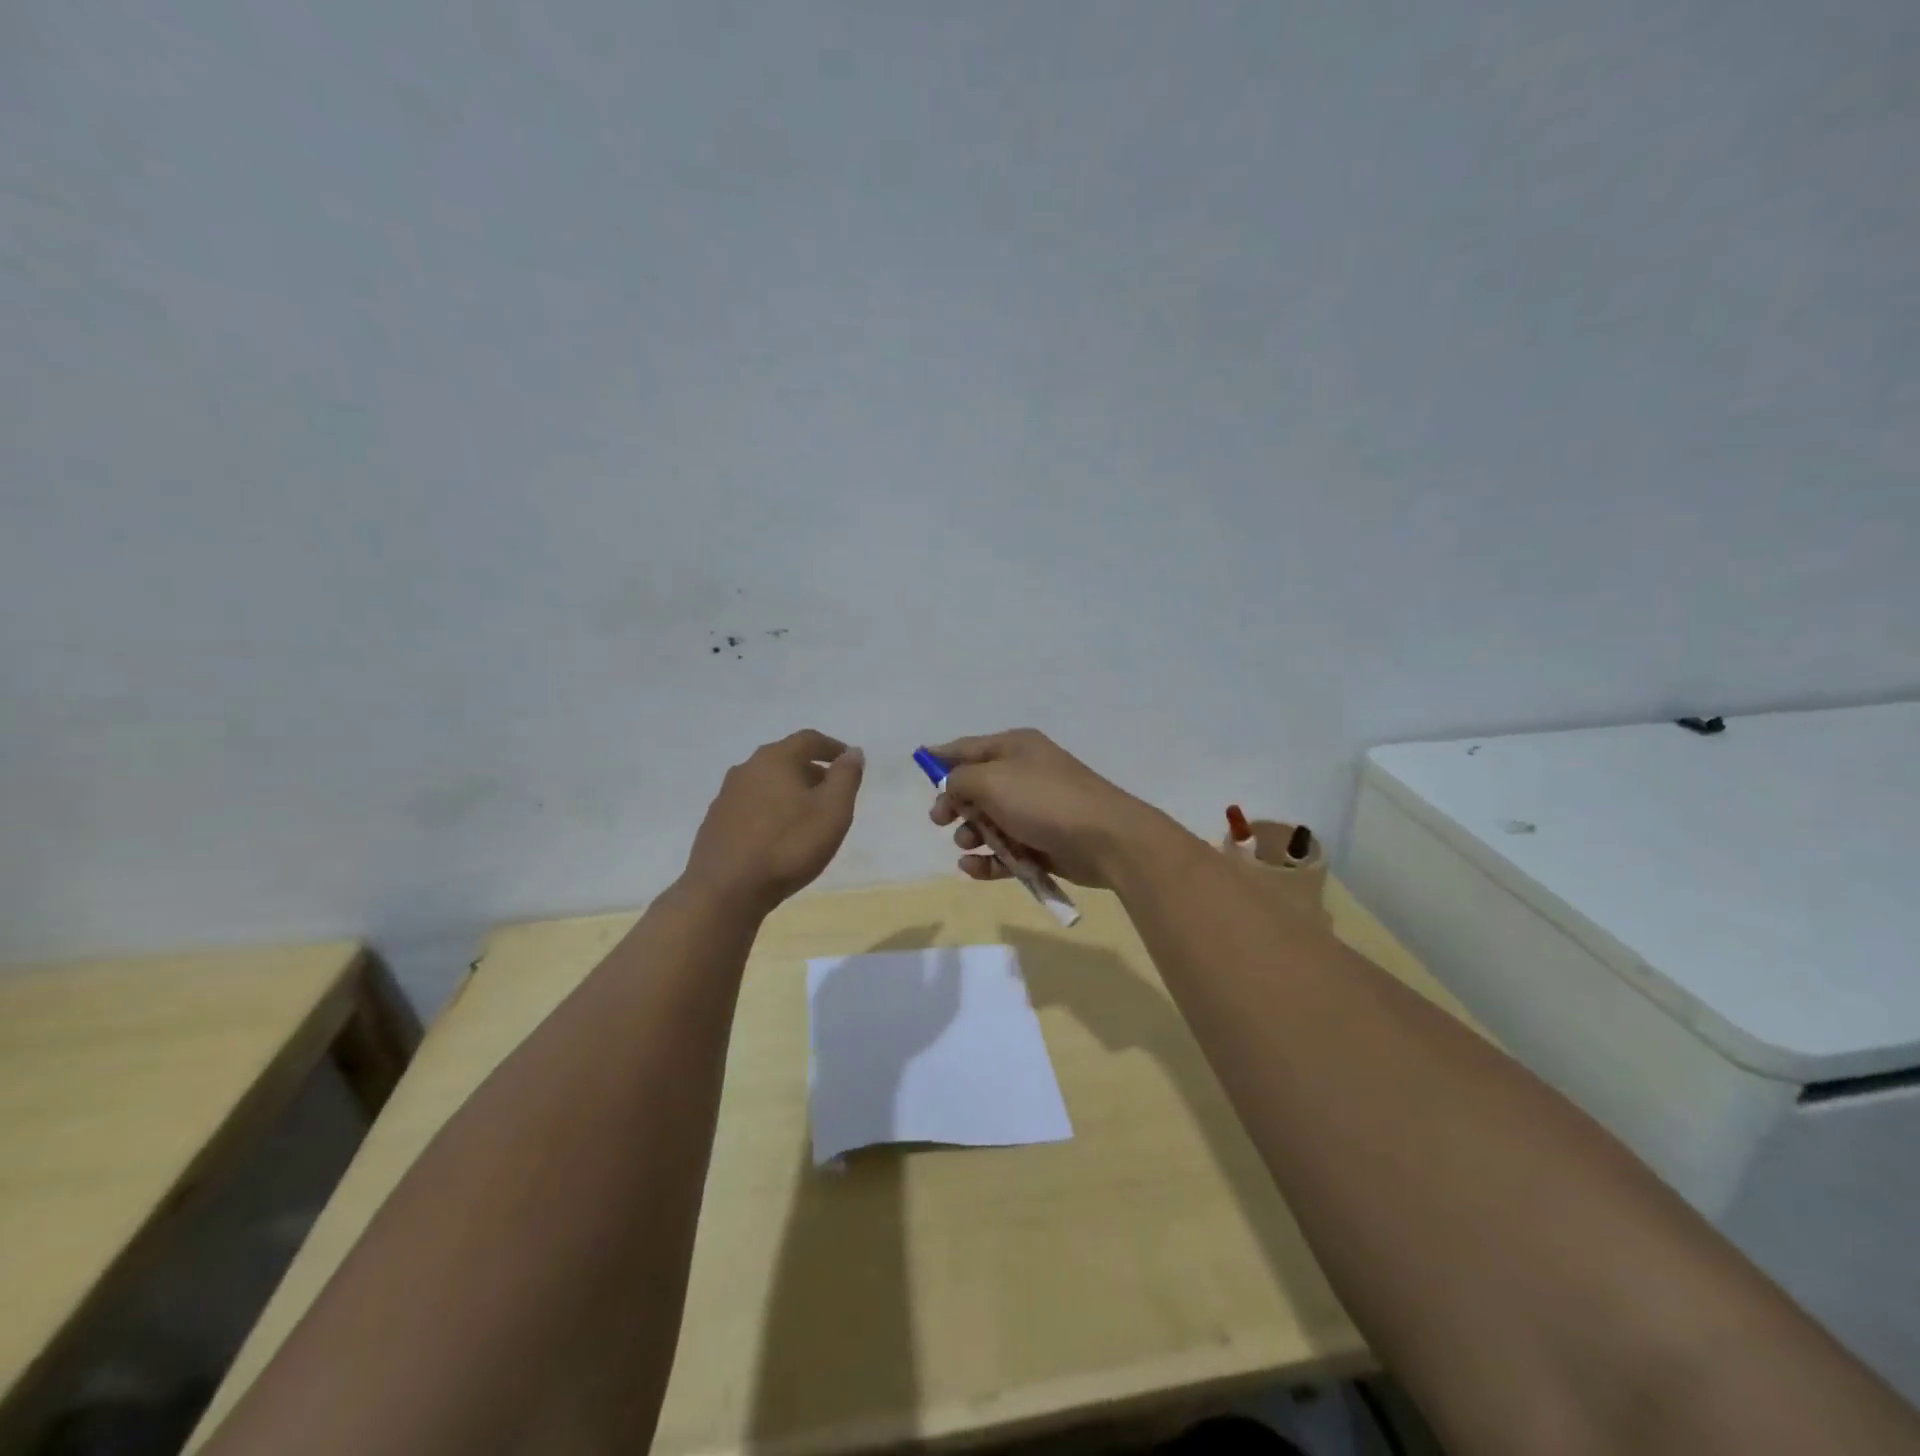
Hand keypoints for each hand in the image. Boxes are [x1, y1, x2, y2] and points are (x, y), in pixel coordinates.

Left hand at [684, 730, 864, 912]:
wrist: (725, 891)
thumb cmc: (788, 846)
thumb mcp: (832, 811)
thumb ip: (846, 777)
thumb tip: (853, 752)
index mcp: (775, 759)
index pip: (809, 739)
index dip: (832, 747)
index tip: (849, 761)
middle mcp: (746, 769)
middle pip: (785, 759)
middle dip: (811, 771)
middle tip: (832, 792)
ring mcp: (726, 796)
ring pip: (766, 783)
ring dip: (789, 792)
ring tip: (807, 817)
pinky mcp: (715, 823)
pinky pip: (751, 806)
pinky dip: (770, 811)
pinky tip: (778, 836)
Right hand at [926, 729, 1163, 888]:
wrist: (1107, 840)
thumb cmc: (1045, 801)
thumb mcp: (992, 780)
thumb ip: (960, 780)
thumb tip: (952, 786)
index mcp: (1015, 747)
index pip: (967, 747)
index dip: (941, 756)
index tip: (918, 764)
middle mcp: (1024, 773)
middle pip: (976, 787)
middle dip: (954, 804)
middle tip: (940, 820)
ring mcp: (1035, 810)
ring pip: (989, 822)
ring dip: (971, 835)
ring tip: (968, 845)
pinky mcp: (1043, 843)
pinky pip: (1006, 850)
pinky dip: (988, 860)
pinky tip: (973, 869)